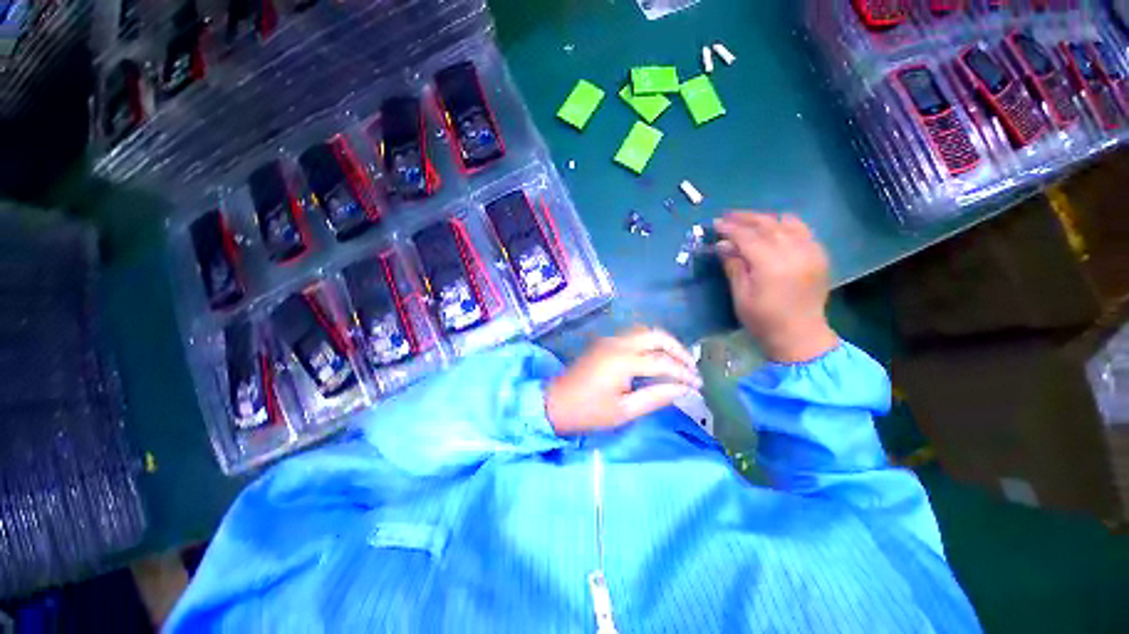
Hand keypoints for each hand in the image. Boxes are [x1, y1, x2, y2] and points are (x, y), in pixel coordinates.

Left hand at [545, 327, 701, 435]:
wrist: (555, 402)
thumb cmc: (588, 412)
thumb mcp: (624, 411)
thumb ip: (656, 397)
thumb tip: (683, 389)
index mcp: (623, 360)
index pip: (662, 362)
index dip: (683, 373)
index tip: (698, 385)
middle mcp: (618, 343)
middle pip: (656, 335)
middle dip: (678, 349)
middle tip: (691, 367)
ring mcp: (609, 340)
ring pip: (645, 331)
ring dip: (664, 343)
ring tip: (678, 362)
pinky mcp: (605, 343)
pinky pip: (634, 336)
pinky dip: (650, 343)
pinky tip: (657, 358)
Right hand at [714, 211, 838, 362]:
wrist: (800, 335)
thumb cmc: (763, 320)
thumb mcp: (741, 296)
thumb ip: (733, 266)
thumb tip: (723, 245)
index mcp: (771, 265)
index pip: (747, 236)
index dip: (729, 228)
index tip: (715, 224)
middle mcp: (793, 252)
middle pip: (767, 224)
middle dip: (745, 218)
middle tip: (727, 216)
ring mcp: (810, 252)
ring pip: (786, 223)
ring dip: (765, 218)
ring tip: (749, 220)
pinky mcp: (819, 255)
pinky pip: (803, 230)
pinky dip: (786, 224)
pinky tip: (775, 228)